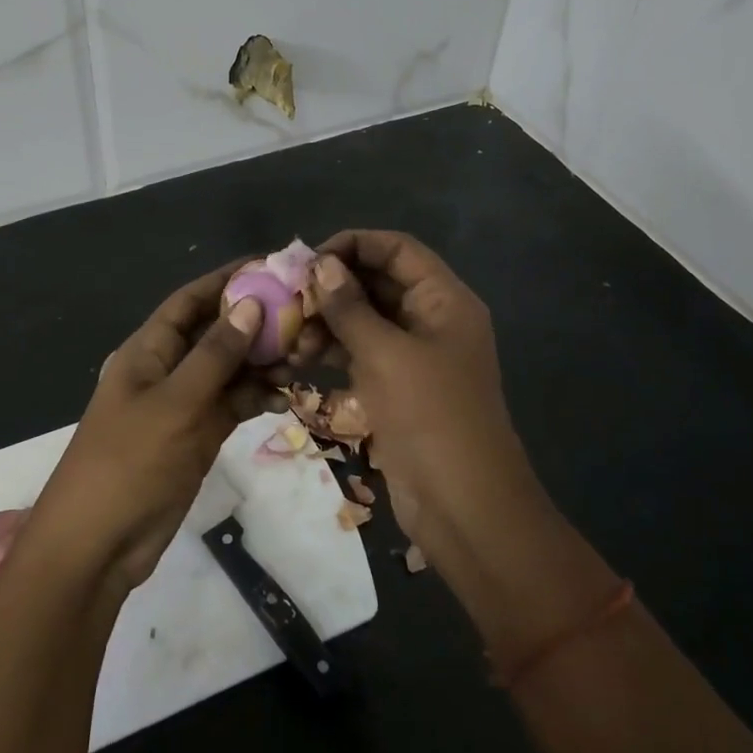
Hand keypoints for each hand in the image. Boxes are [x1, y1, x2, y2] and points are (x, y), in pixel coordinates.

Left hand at [19, 263, 275, 593]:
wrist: (98, 546)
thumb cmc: (130, 463)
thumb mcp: (175, 403)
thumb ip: (215, 355)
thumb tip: (250, 304)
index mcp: (148, 350)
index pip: (191, 300)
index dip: (227, 279)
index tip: (271, 265)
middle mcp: (167, 369)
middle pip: (215, 332)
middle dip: (256, 322)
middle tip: (306, 315)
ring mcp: (183, 404)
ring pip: (229, 370)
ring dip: (263, 361)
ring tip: (305, 356)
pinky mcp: (197, 435)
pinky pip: (232, 404)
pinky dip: (257, 397)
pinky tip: (287, 397)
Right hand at [305, 231, 610, 659]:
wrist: (464, 507)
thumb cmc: (431, 417)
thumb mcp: (386, 355)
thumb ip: (349, 307)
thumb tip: (320, 265)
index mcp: (443, 300)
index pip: (397, 249)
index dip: (354, 245)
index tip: (309, 261)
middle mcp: (430, 319)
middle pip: (377, 282)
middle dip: (333, 287)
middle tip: (289, 301)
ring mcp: (413, 355)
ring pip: (364, 319)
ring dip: (327, 321)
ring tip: (291, 338)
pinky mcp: (396, 387)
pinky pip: (360, 353)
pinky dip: (332, 351)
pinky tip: (299, 359)